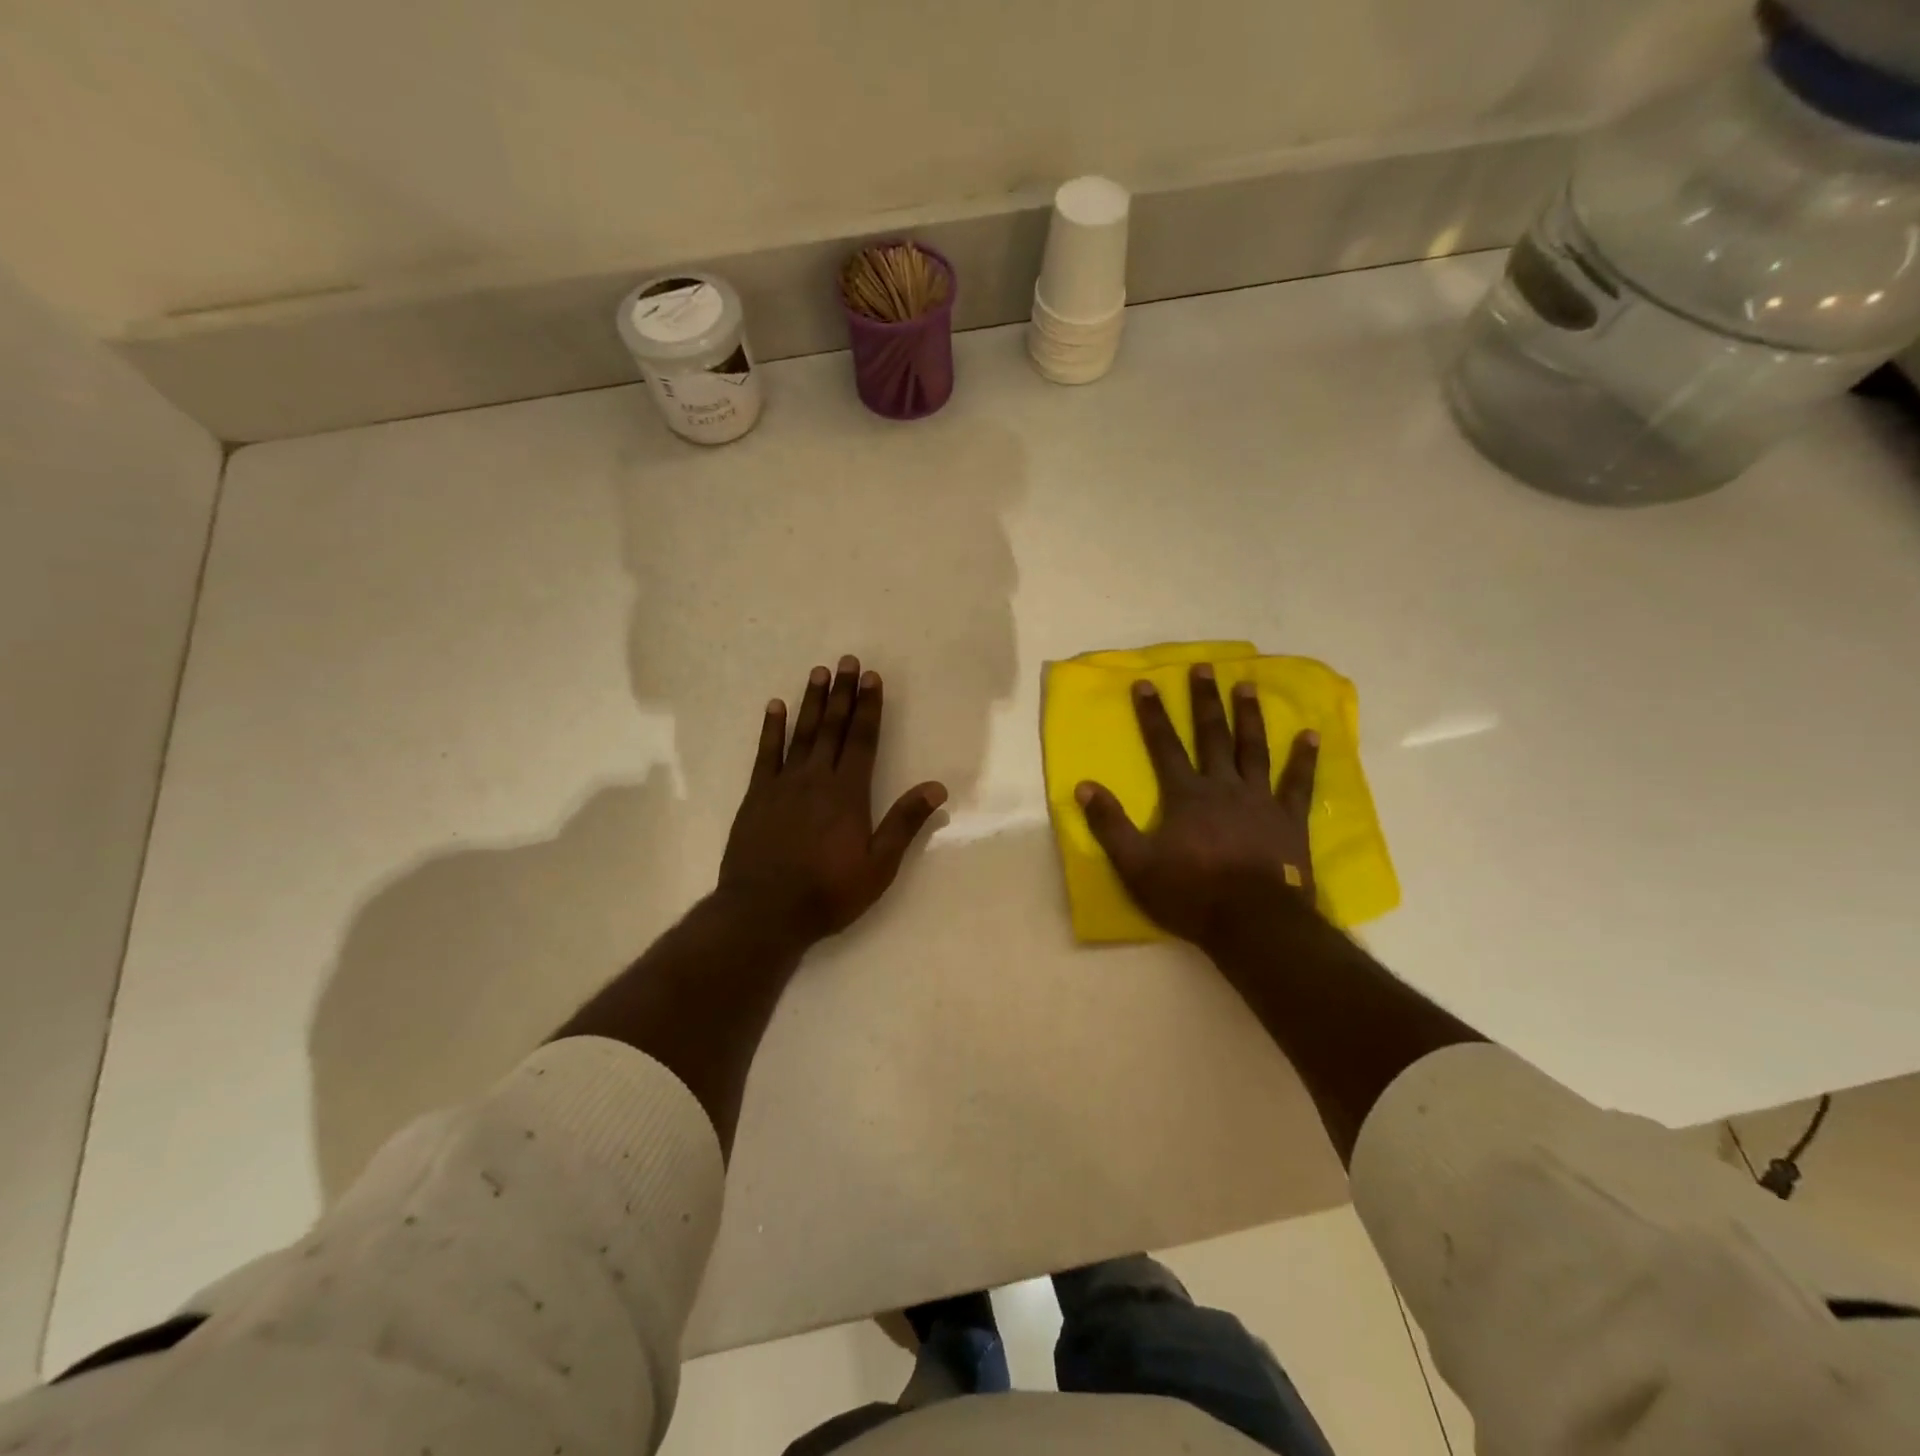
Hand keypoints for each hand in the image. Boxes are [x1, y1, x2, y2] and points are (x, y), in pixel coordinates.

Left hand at [718, 656, 947, 944]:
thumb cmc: (828, 891)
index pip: (862, 739)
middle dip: (842, 693)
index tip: (871, 678)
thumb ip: (905, 823)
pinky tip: (775, 707)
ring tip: (818, 672)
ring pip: (801, 733)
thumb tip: (936, 787)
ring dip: (812, 702)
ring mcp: (783, 784)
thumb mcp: (878, 865)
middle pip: (832, 728)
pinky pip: (765, 753)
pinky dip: (771, 728)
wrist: (764, 911)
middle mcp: (816, 778)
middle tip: (847, 661)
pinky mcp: (756, 796)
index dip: (868, 707)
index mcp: (848, 793)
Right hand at [1076, 663, 1318, 948]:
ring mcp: (1260, 800)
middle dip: (1204, 701)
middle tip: (1204, 667)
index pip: (1164, 746)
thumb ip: (1109, 824)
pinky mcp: (1289, 819)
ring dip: (1248, 716)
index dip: (1152, 714)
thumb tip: (1084, 786)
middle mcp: (1222, 786)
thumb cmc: (1190, 894)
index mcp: (1185, 795)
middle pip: (1211, 736)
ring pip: (1252, 749)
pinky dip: (1304, 758)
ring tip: (1247, 685)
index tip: (1146, 683)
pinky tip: (1311, 734)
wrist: (1252, 923)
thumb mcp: (1135, 864)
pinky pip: (1298, 783)